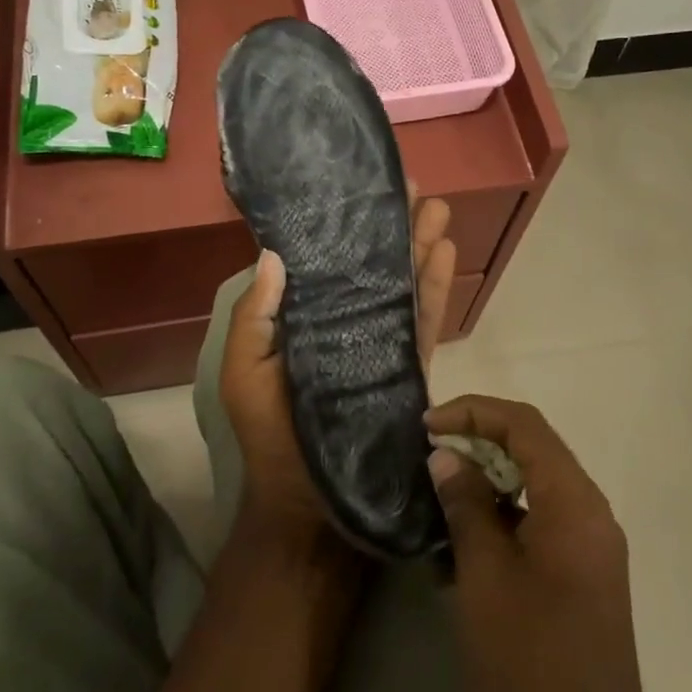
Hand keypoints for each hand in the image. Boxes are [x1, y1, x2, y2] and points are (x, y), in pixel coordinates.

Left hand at [220, 191, 456, 551]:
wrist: (309, 505)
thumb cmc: (270, 434)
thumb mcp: (245, 371)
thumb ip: (255, 315)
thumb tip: (273, 254)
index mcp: (305, 321)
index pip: (326, 264)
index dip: (342, 227)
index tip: (358, 191)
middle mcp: (345, 323)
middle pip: (373, 266)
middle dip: (392, 227)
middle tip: (411, 186)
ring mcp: (379, 343)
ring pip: (403, 284)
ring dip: (420, 245)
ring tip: (438, 207)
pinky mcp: (407, 366)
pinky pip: (423, 320)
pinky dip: (435, 287)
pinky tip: (446, 253)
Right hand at [428, 397, 691, 691]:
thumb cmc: (531, 656)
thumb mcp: (485, 574)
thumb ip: (466, 504)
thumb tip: (446, 456)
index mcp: (573, 501)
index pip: (524, 425)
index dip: (473, 412)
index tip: (428, 425)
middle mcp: (590, 510)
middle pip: (534, 447)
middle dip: (480, 438)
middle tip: (432, 450)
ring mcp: (592, 542)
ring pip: (537, 483)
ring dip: (491, 476)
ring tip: (443, 490)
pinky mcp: (585, 570)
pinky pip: (542, 517)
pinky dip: (505, 512)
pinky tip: (467, 537)